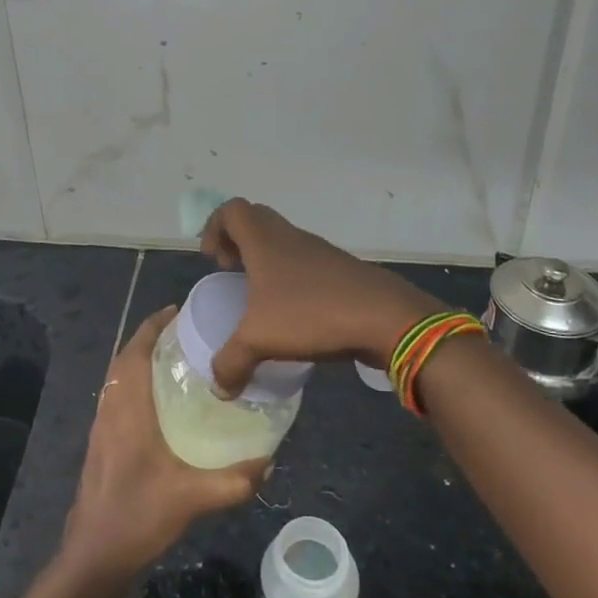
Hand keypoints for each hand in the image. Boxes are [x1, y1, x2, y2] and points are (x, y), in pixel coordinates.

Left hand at [61, 307, 268, 580]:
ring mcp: (101, 425)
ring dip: (141, 359)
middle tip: (186, 333)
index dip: (154, 326)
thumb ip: (234, 481)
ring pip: (118, 377)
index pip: (136, 351)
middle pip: (126, 357)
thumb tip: (269, 462)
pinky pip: (117, 395)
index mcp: (128, 408)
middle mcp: (110, 408)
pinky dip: (135, 381)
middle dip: (151, 338)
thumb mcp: (193, 498)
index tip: (179, 311)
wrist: (94, 555)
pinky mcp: (100, 442)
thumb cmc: (138, 516)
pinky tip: (161, 400)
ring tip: (177, 358)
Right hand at [201, 198, 446, 394]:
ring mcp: (318, 251)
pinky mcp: (340, 269)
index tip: (213, 261)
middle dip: (237, 242)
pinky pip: (305, 262)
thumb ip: (231, 363)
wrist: (383, 316)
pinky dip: (291, 278)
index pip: (232, 210)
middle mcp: (290, 237)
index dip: (215, 228)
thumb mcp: (260, 341)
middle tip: (232, 272)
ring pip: (283, 241)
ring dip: (266, 260)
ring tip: (260, 298)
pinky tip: (294, 313)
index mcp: (264, 241)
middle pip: (256, 220)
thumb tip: (219, 388)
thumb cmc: (311, 314)